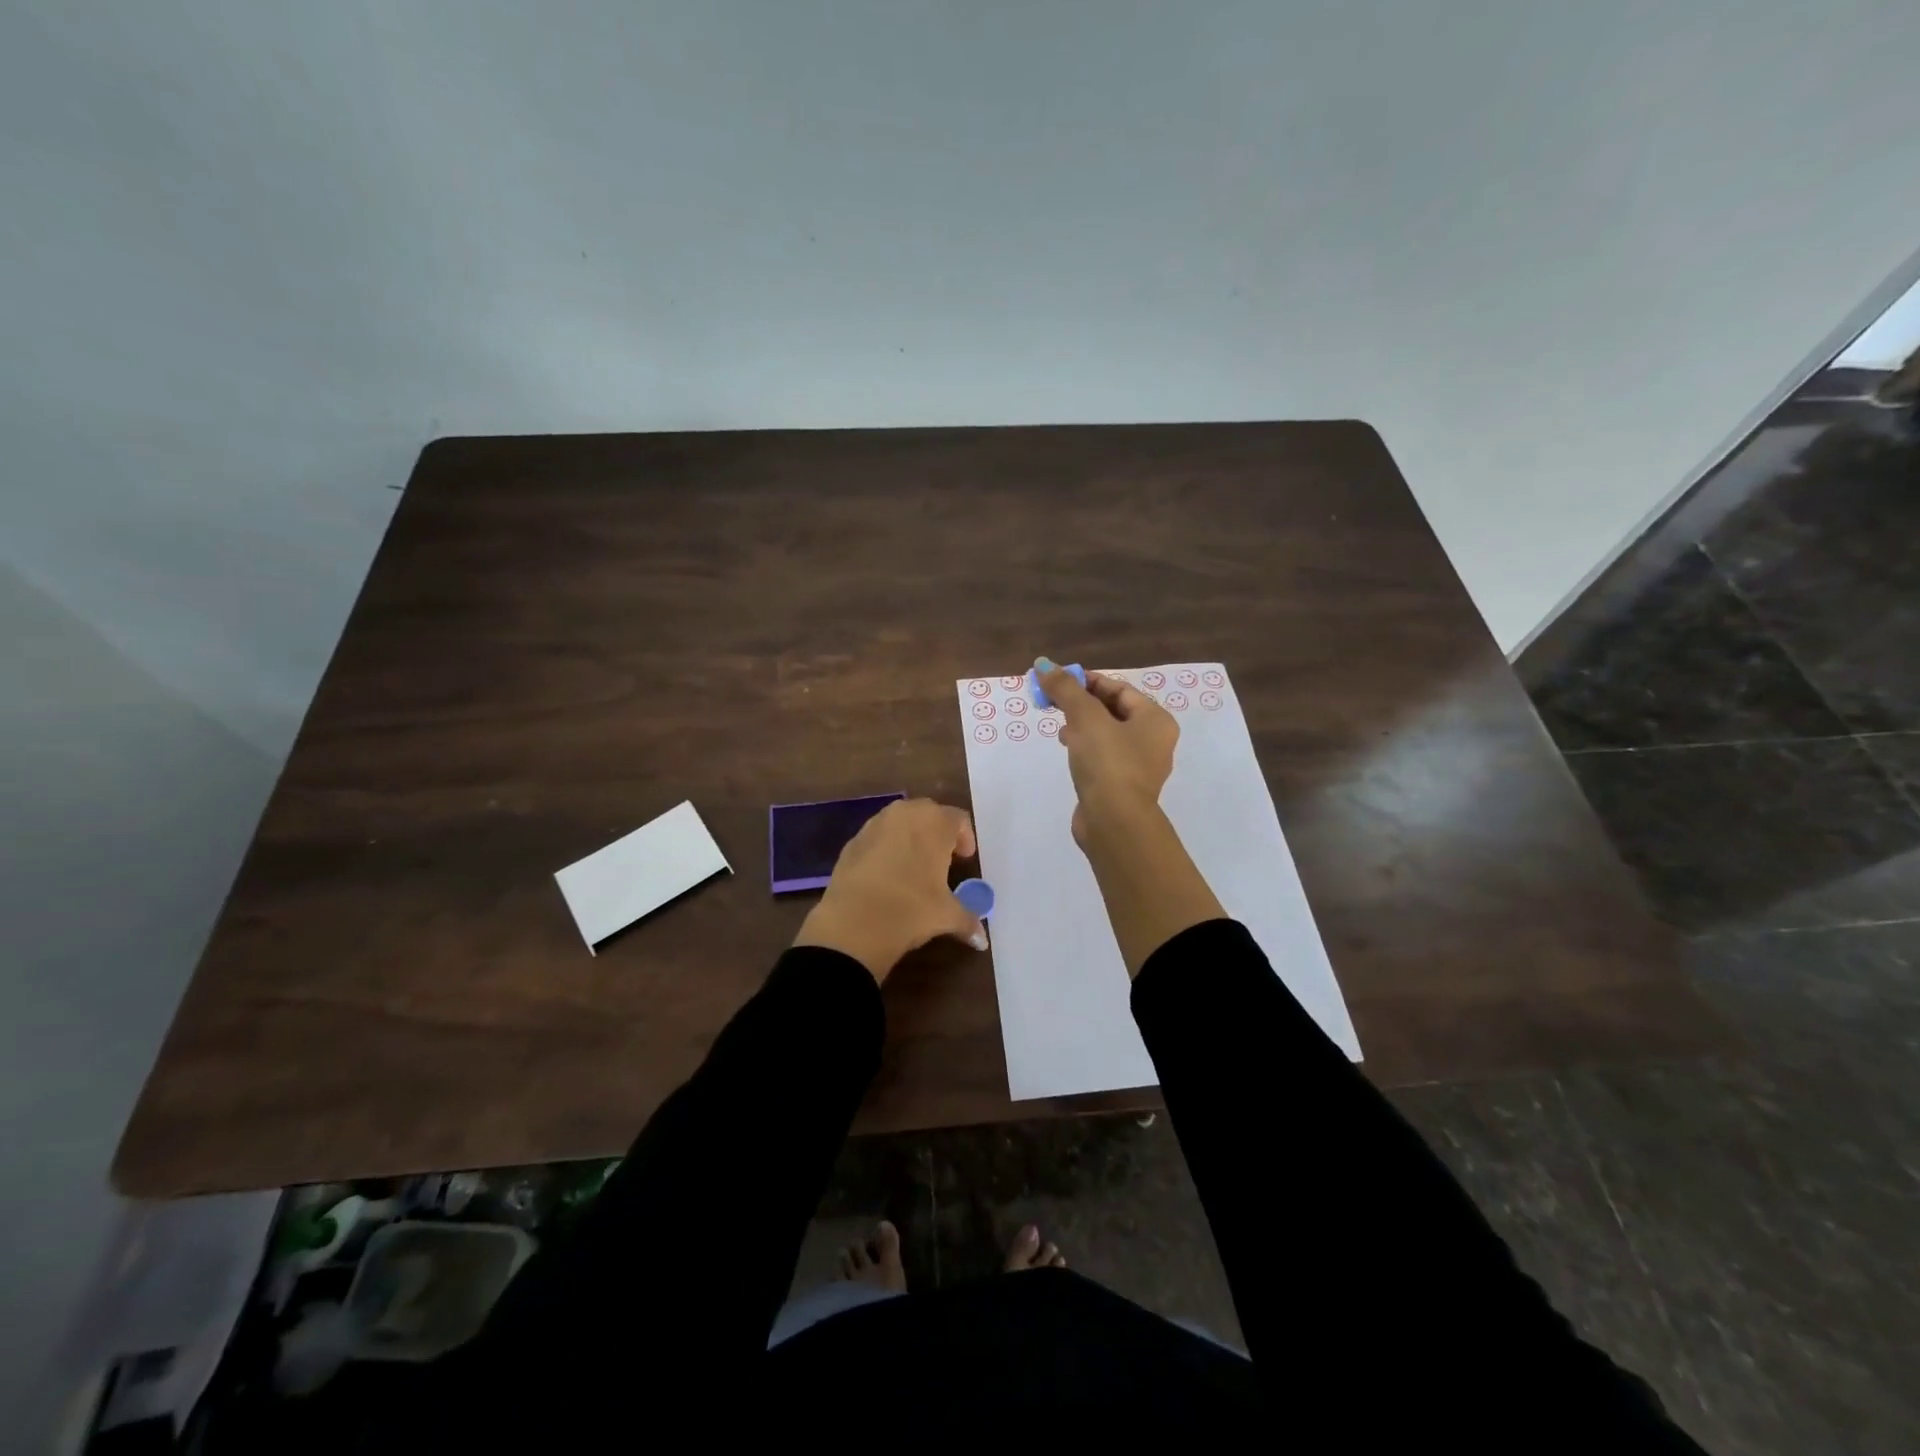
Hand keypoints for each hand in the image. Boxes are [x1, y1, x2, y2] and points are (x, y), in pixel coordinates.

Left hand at [793, 798, 987, 983]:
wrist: (853, 923)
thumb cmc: (911, 909)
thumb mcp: (946, 916)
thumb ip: (968, 920)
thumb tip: (981, 939)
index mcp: (934, 823)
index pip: (958, 819)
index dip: (965, 838)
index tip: (965, 858)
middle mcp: (904, 814)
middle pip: (928, 814)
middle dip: (937, 832)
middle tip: (942, 859)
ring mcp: (874, 825)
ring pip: (899, 822)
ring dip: (910, 838)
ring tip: (913, 867)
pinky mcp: (851, 842)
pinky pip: (877, 838)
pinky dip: (885, 849)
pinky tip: (886, 876)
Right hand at [1034, 657, 1178, 845]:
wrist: (1113, 821)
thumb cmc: (1108, 762)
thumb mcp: (1085, 717)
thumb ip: (1065, 689)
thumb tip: (1043, 663)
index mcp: (1156, 720)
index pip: (1120, 689)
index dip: (1089, 681)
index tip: (1060, 682)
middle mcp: (1154, 741)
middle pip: (1114, 710)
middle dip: (1082, 703)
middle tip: (1055, 703)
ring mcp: (1139, 767)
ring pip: (1107, 735)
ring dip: (1082, 726)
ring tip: (1059, 727)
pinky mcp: (1121, 787)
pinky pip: (1102, 757)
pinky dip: (1084, 748)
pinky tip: (1067, 750)